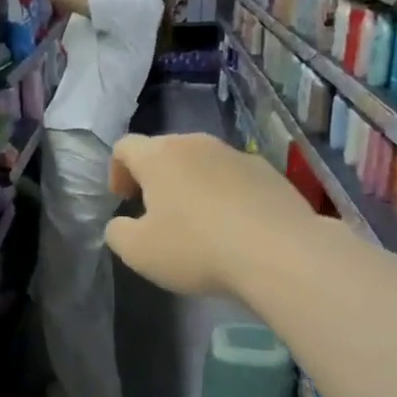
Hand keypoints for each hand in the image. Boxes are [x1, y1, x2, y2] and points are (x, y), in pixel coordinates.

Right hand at [104, 134, 319, 296]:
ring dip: (191, 185)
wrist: (280, 252)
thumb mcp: (138, 251)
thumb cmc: (196, 248)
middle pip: (165, 151)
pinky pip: (234, 178)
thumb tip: (121, 223)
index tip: (123, 200)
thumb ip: (117, 232)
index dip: (116, 171)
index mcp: (159, 156)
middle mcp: (196, 144)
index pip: (125, 147)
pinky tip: (233, 228)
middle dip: (154, 177)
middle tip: (155, 213)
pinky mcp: (269, 172)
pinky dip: (224, 195)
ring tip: (197, 223)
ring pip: (202, 162)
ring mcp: (236, 154)